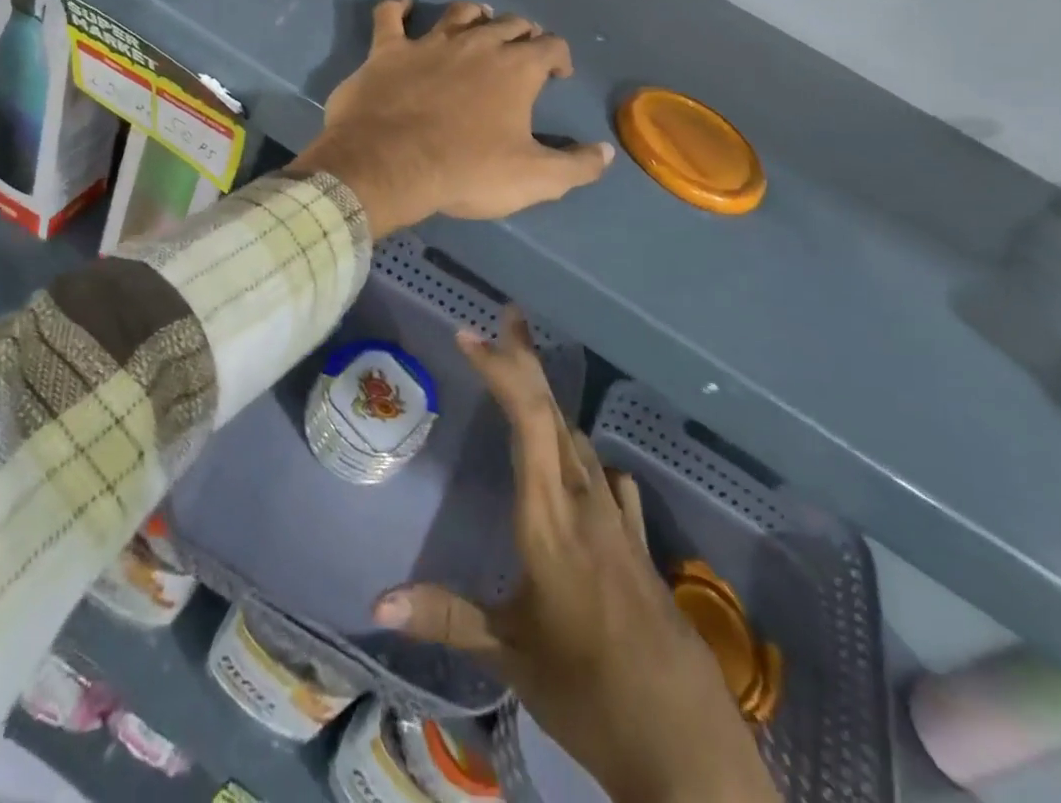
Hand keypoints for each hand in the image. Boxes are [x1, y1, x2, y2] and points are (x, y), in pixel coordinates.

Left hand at [289, 0, 612, 237]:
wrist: (389, 166)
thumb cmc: (466, 171)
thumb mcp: (534, 179)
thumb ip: (576, 166)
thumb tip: (605, 153)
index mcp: (516, 68)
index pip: (551, 47)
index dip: (560, 57)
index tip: (559, 74)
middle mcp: (477, 44)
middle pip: (509, 24)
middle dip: (522, 34)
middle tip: (522, 49)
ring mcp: (430, 43)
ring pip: (459, 13)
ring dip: (474, 15)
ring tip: (479, 20)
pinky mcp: (387, 51)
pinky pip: (389, 17)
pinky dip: (396, 7)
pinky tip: (401, 3)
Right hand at [375, 314, 779, 802]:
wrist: (682, 742)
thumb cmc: (586, 690)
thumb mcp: (509, 654)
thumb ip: (446, 617)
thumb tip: (378, 601)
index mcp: (548, 516)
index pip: (525, 419)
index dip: (500, 369)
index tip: (469, 334)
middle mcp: (584, 500)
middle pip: (554, 412)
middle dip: (527, 361)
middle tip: (506, 319)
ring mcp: (616, 517)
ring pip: (580, 439)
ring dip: (550, 402)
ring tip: (527, 380)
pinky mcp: (638, 540)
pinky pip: (606, 476)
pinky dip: (584, 452)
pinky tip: (584, 465)